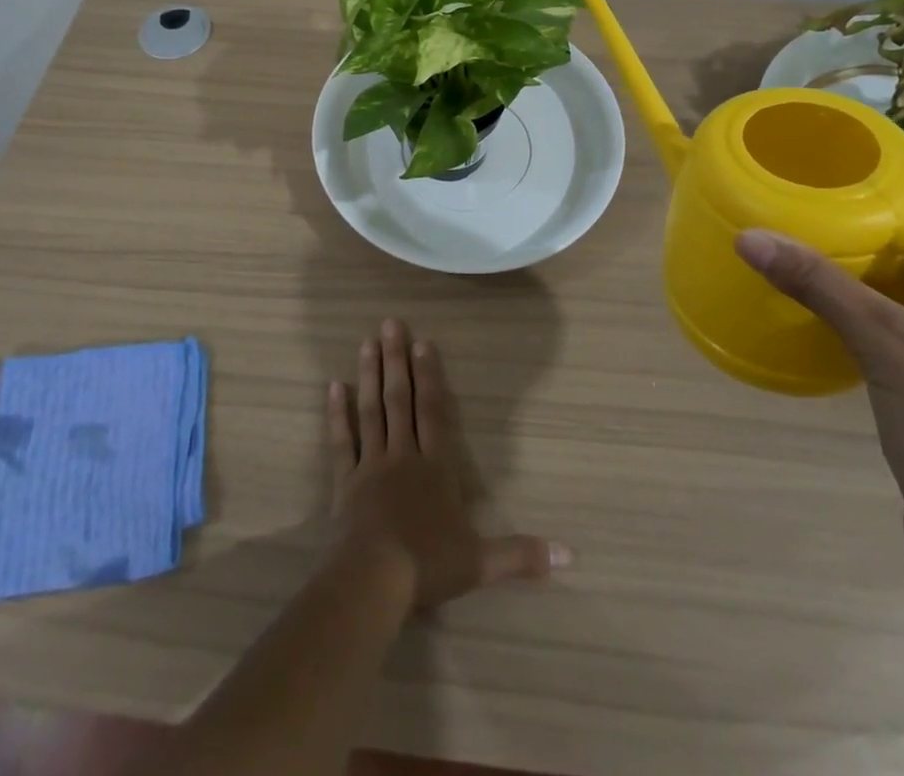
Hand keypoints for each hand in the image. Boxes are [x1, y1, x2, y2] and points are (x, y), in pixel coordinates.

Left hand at [328, 318, 569, 609]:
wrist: (373, 580)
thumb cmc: (427, 565)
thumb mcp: (481, 563)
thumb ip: (521, 555)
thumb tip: (569, 555)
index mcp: (434, 468)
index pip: (434, 412)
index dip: (430, 376)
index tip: (424, 343)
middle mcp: (403, 456)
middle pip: (400, 400)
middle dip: (397, 360)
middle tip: (391, 323)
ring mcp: (371, 466)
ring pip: (371, 410)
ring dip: (370, 375)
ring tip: (367, 342)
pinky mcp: (345, 481)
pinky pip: (342, 441)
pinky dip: (337, 414)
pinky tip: (333, 386)